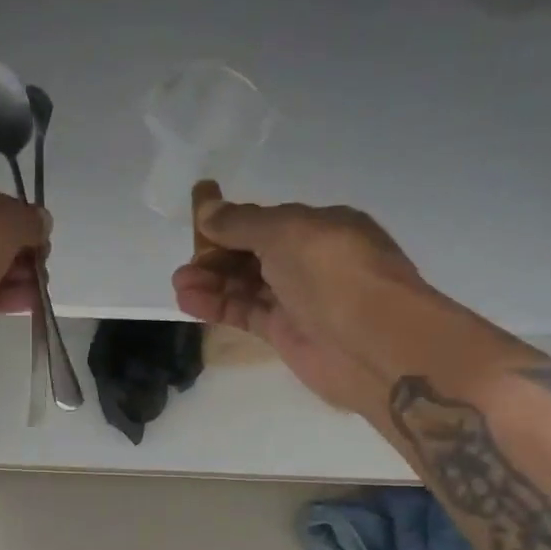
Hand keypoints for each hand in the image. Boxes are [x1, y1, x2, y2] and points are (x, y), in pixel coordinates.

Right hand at [172, 182, 425, 414]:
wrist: (372, 342)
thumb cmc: (333, 271)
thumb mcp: (285, 231)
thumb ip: (241, 223)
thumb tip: (207, 207)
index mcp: (321, 227)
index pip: (267, 222)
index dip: (231, 223)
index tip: (196, 223)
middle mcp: (310, 261)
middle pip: (253, 254)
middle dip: (216, 255)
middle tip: (184, 263)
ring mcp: (298, 299)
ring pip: (246, 285)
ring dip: (211, 282)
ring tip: (179, 283)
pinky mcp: (285, 333)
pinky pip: (245, 313)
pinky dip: (218, 307)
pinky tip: (189, 302)